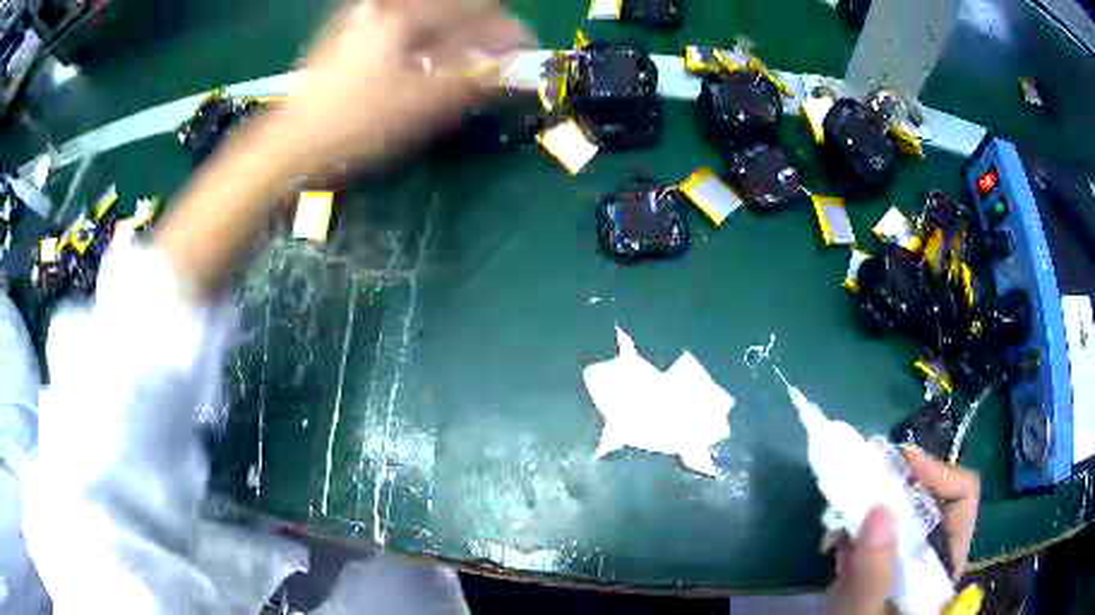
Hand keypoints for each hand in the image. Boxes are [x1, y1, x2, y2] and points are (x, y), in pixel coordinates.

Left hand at [274, 0, 530, 174]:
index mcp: (402, 18)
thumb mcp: (419, 107)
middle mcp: (383, 8)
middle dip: (478, 29)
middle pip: (450, 6)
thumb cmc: (353, 127)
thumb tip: (511, 62)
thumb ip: (471, 79)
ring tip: (460, 62)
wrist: (290, 146)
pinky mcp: (350, 34)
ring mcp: (363, 19)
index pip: (474, 7)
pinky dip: (423, 39)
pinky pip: (401, 24)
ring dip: (451, 34)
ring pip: (425, 15)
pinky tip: (421, 62)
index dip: (505, 29)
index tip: (521, 50)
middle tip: (491, 57)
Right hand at [827, 447, 980, 614]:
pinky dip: (852, 526)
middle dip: (892, 487)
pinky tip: (832, 541)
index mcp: (947, 560)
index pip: (962, 495)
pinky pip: (873, 528)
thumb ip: (874, 574)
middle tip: (860, 480)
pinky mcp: (881, 560)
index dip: (938, 472)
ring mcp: (906, 555)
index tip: (901, 463)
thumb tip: (879, 509)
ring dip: (866, 506)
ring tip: (836, 520)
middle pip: (928, 497)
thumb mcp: (864, 614)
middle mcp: (932, 550)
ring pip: (897, 510)